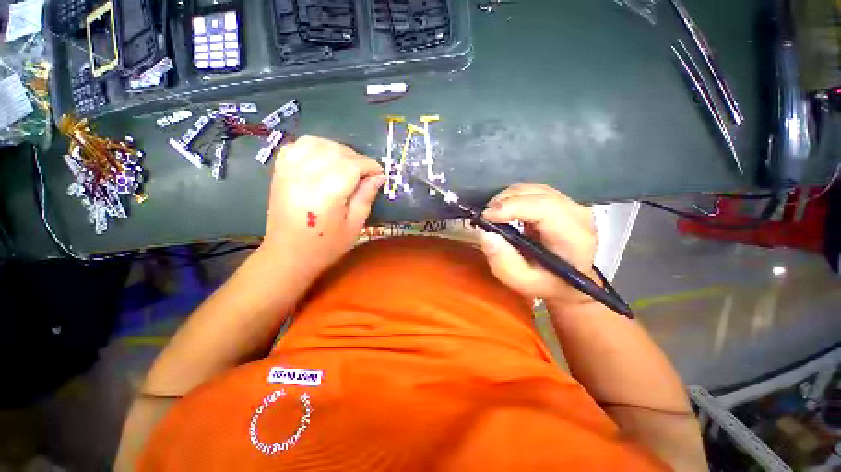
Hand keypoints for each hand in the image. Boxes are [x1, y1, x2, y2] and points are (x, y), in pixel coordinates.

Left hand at [261, 136, 384, 279]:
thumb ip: (366, 197)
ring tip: (345, 164)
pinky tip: (322, 160)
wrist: (288, 255)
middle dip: (356, 158)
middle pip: (336, 151)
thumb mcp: (354, 225)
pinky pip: (297, 146)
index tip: (380, 174)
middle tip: (365, 174)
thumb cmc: (326, 246)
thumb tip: (379, 177)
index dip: (370, 165)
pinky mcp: (280, 172)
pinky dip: (314, 147)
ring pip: (317, 143)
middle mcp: (306, 175)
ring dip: (336, 149)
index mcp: (328, 192)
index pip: (353, 164)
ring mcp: (289, 171)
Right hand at [479, 183, 597, 304]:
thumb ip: (504, 264)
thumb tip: (486, 235)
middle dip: (505, 201)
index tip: (486, 216)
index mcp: (575, 237)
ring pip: (534, 189)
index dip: (513, 207)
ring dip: (508, 198)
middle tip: (485, 217)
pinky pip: (534, 191)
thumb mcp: (524, 283)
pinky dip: (514, 197)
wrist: (570, 280)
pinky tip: (505, 211)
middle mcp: (578, 214)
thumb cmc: (548, 284)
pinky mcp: (561, 201)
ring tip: (493, 215)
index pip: (545, 208)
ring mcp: (571, 204)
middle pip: (537, 193)